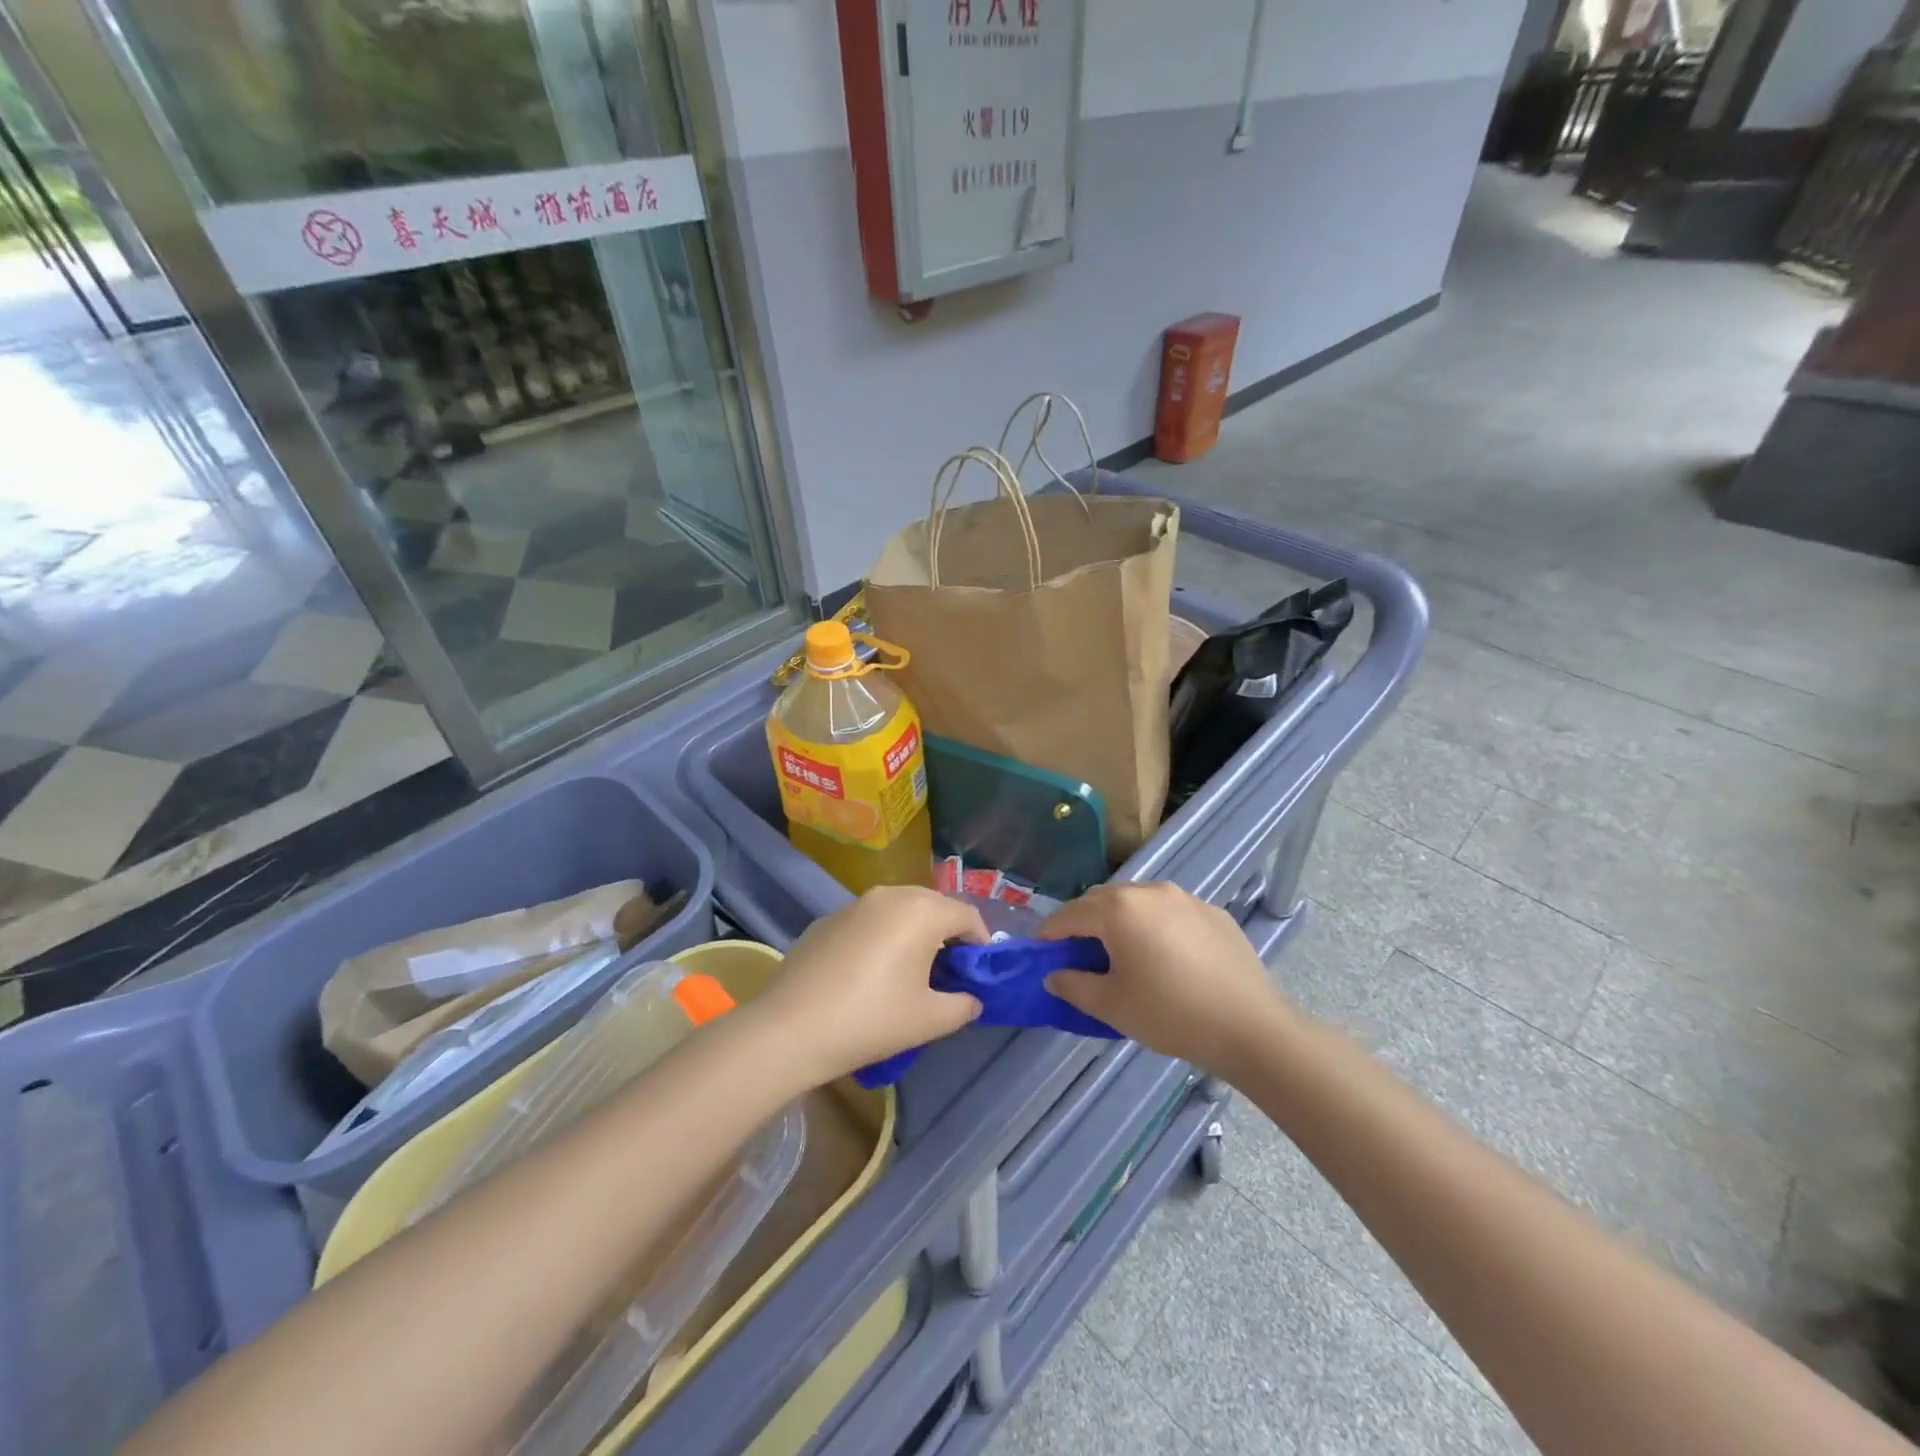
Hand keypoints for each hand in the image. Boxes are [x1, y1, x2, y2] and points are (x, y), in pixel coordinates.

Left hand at [753, 886, 987, 1085]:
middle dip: (947, 934)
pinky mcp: (828, 918)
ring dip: (914, 932)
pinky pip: (870, 919)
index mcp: (922, 911)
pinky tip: (870, 973)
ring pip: (900, 909)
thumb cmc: (871, 1020)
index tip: (978, 973)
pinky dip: (882, 936)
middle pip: (934, 905)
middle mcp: (890, 895)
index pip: (967, 915)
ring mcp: (855, 903)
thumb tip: (971, 998)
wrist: (790, 1028)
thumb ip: (963, 1005)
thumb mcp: (929, 1020)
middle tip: (947, 973)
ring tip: (910, 972)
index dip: (980, 943)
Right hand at [1039, 882, 1284, 1075]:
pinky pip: (1170, 911)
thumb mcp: (1111, 1005)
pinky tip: (1165, 957)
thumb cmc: (1170, 1014)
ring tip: (1123, 953)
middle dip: (1083, 923)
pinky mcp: (1213, 912)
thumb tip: (1054, 974)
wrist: (1250, 1026)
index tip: (1040, 954)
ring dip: (1120, 920)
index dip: (1049, 935)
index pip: (1069, 914)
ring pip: (1137, 901)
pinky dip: (1155, 925)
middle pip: (1102, 900)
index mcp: (1118, 909)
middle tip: (1079, 956)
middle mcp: (1149, 891)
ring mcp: (1185, 897)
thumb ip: (1073, 985)